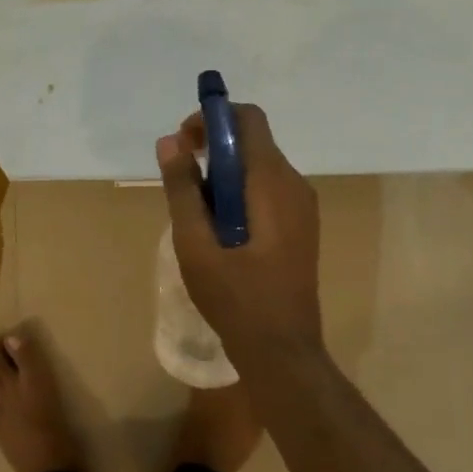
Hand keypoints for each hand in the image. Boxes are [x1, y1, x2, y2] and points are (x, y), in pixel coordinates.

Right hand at [155, 103, 323, 371]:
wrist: (284, 353)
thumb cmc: (236, 298)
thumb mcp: (195, 244)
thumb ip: (182, 189)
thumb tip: (170, 141)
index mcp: (271, 182)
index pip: (248, 118)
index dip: (213, 117)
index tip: (184, 142)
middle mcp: (294, 184)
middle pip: (253, 140)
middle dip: (214, 146)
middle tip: (182, 177)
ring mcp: (303, 206)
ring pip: (259, 166)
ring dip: (225, 172)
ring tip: (197, 210)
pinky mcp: (302, 225)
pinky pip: (268, 188)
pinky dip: (240, 191)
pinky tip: (221, 228)